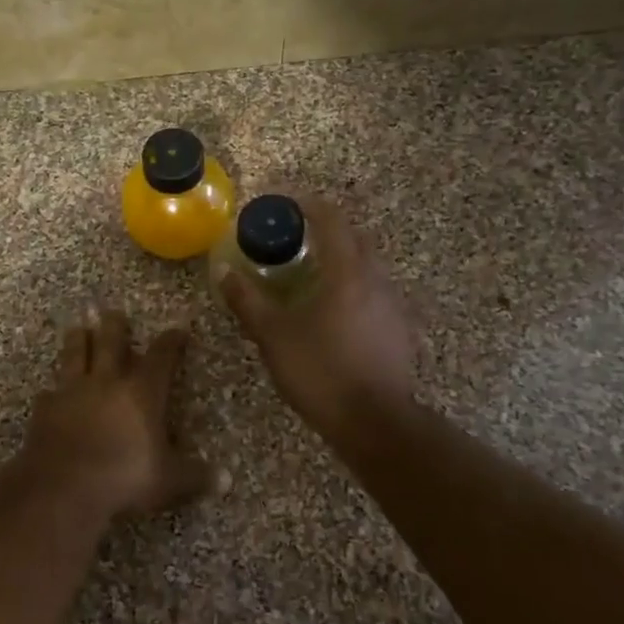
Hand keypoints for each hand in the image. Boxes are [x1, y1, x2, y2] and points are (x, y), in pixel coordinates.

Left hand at [16, 308, 213, 516]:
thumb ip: (195, 476)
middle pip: (111, 342)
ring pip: (75, 355)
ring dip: (79, 340)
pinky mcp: (45, 409)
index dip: (171, 342)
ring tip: (79, 328)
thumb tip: (226, 479)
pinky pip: (50, 393)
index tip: (178, 330)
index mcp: (141, 392)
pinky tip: (52, 393)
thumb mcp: (168, 481)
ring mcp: (71, 392)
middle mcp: (106, 382)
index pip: (161, 357)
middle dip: (115, 326)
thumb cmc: (123, 477)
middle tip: (114, 313)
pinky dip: (53, 391)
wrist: (62, 486)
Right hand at [215, 197, 417, 440]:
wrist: (375, 423)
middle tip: (294, 236)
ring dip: (340, 258)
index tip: (282, 201)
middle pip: (354, 237)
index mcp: (347, 272)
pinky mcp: (400, 329)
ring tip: (310, 272)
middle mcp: (376, 279)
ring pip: (367, 265)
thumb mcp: (273, 335)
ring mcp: (393, 304)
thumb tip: (223, 271)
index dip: (307, 203)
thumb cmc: (321, 371)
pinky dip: (352, 285)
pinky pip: (374, 291)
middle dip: (325, 228)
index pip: (331, 219)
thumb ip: (247, 300)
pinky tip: (334, 310)